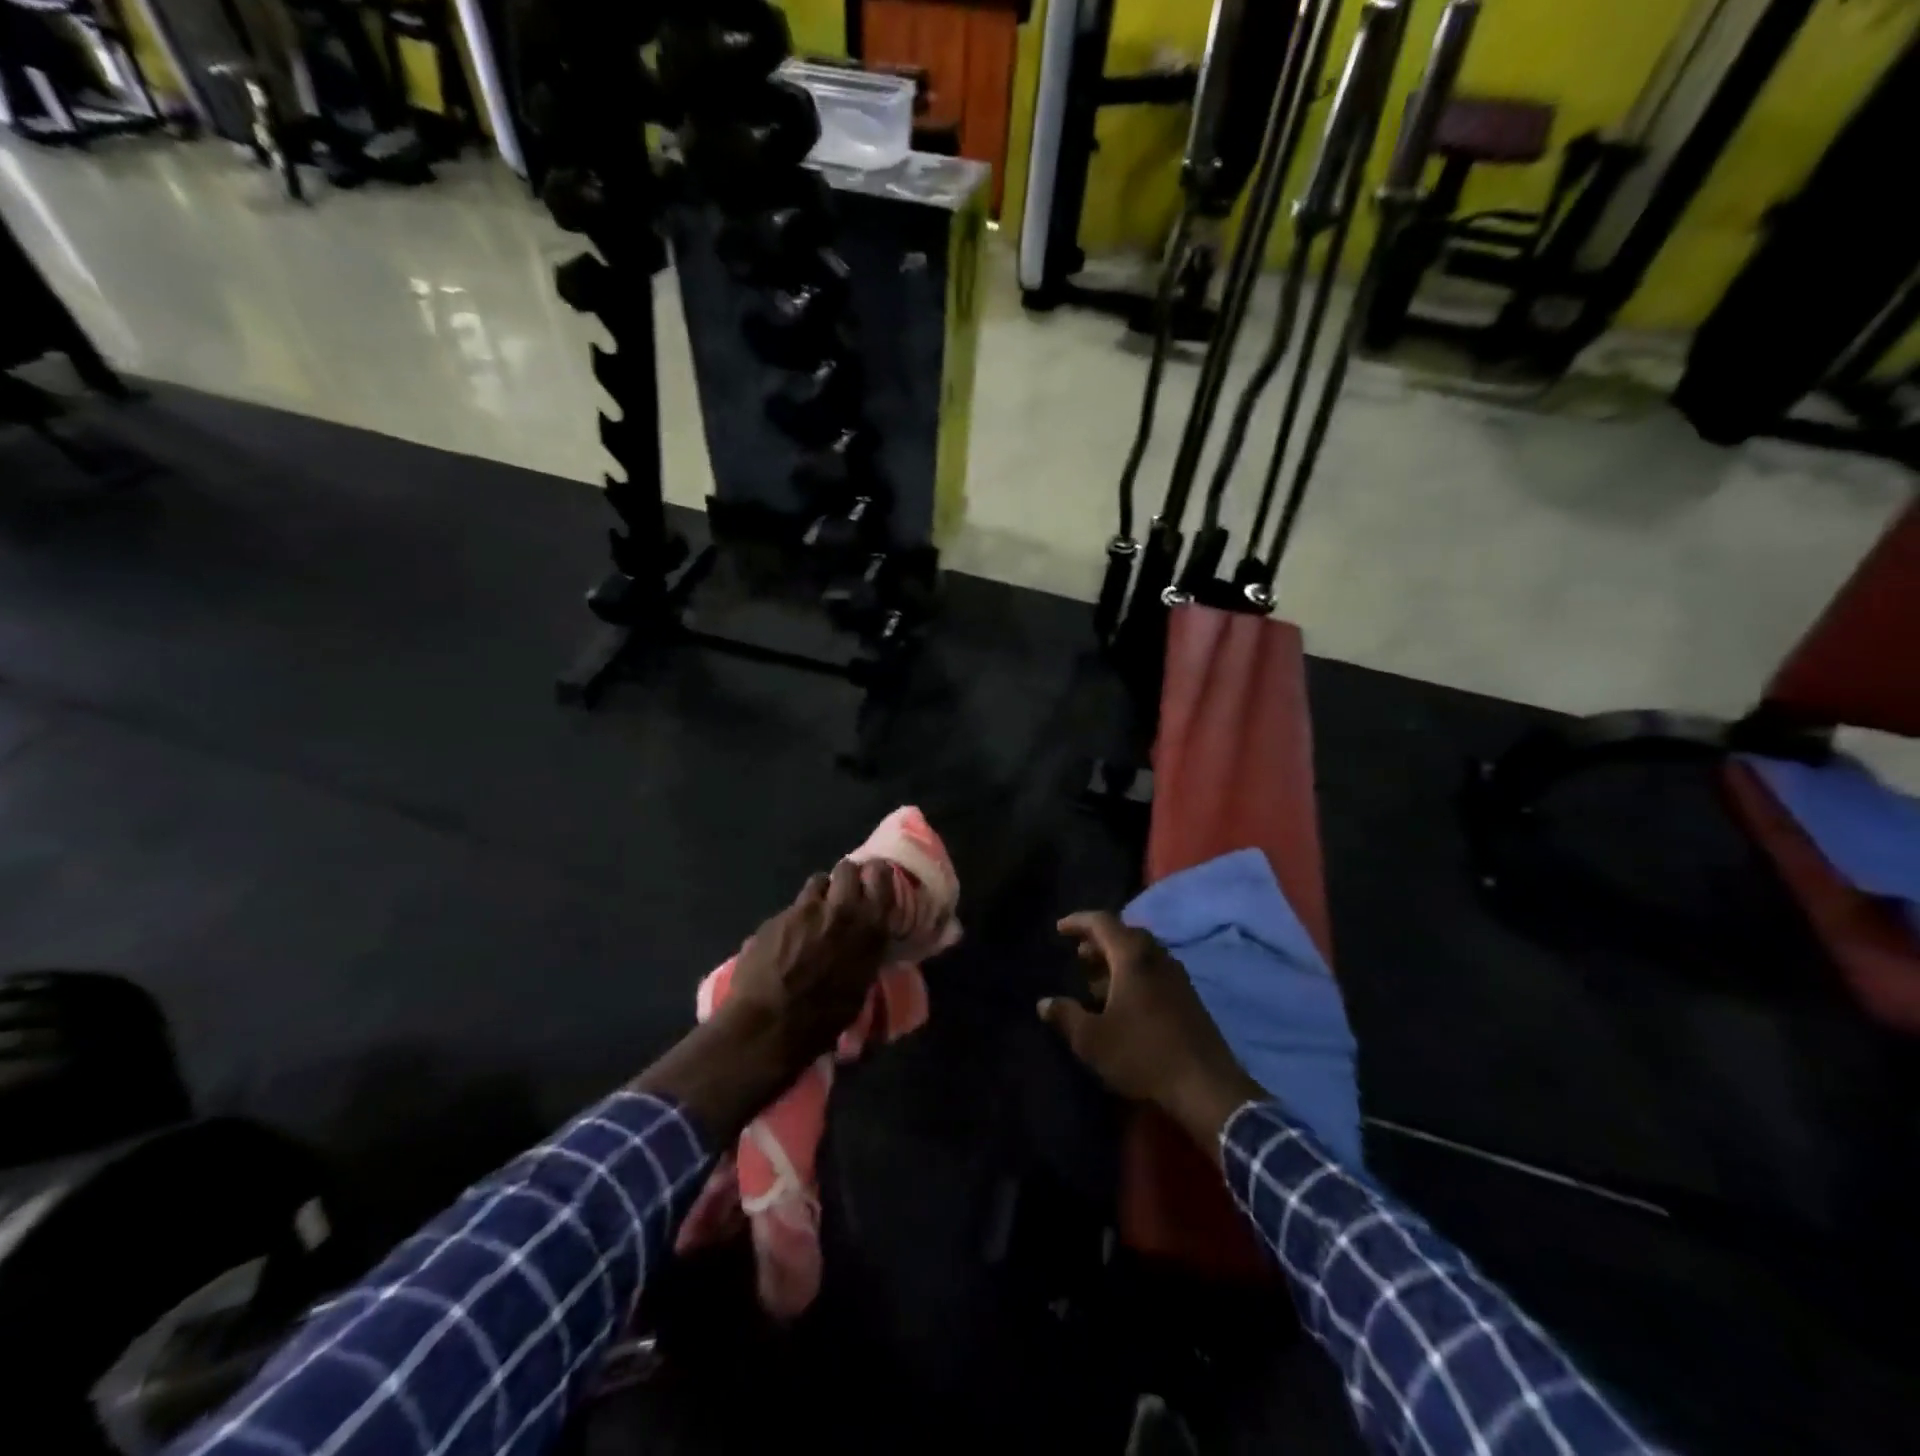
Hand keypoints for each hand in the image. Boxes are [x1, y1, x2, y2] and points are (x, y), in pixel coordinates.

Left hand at [722, 859, 895, 1069]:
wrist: (769, 1026)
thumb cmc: (824, 1018)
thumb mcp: (860, 987)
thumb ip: (864, 953)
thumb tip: (862, 943)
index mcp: (869, 928)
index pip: (881, 877)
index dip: (877, 875)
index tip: (874, 881)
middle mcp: (840, 910)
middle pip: (847, 869)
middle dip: (846, 877)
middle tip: (843, 894)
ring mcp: (805, 911)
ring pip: (817, 881)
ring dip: (820, 894)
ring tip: (814, 914)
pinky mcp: (776, 917)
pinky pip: (791, 907)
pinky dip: (793, 918)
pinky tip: (786, 940)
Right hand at [1039, 912, 1265, 1154]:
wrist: (1205, 1086)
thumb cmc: (1143, 1054)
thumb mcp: (1092, 1040)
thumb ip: (1066, 1016)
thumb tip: (1044, 1003)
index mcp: (1133, 957)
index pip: (1102, 922)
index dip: (1078, 921)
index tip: (1059, 928)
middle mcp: (1157, 957)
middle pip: (1125, 934)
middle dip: (1099, 940)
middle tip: (1079, 954)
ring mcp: (1177, 976)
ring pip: (1142, 953)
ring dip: (1117, 959)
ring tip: (1096, 980)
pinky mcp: (1188, 997)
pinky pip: (1154, 970)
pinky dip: (1134, 974)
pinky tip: (1123, 1001)